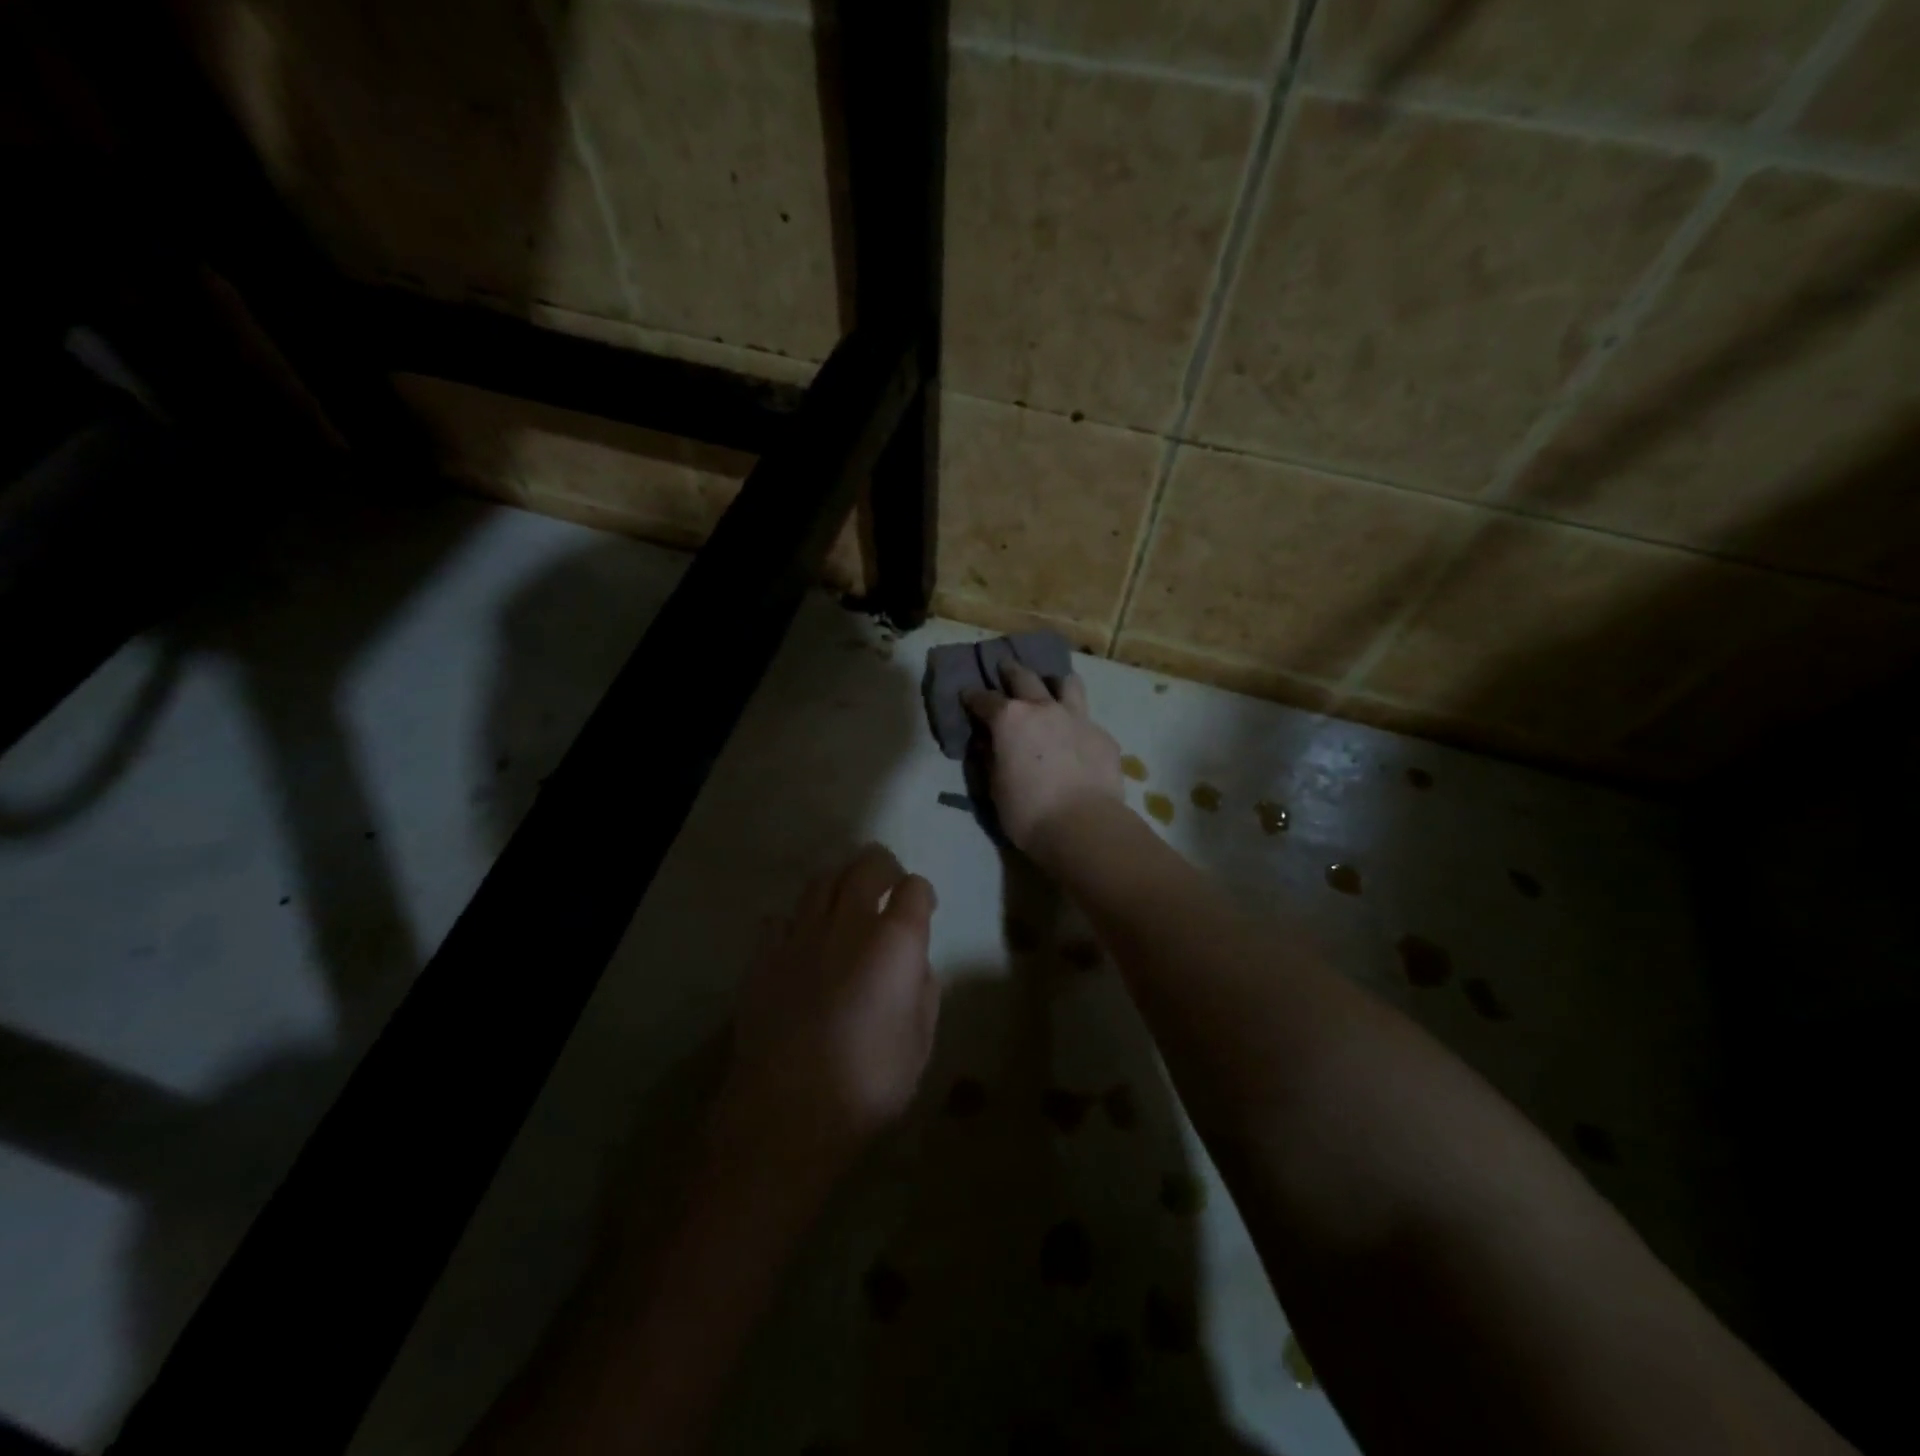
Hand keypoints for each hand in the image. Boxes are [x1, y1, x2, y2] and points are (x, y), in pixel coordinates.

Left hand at [725, 845, 940, 1154]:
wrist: (789, 1111)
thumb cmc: (869, 1082)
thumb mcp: (920, 1042)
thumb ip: (924, 991)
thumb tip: (915, 966)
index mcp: (895, 941)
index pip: (915, 887)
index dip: (923, 895)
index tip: (924, 910)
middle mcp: (849, 923)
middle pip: (867, 865)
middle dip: (884, 867)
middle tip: (889, 886)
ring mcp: (801, 934)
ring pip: (822, 880)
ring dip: (841, 882)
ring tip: (846, 902)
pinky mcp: (764, 955)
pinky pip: (780, 918)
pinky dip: (795, 921)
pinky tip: (801, 941)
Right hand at [962, 662, 1123, 858]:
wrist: (1084, 826)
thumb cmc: (1028, 812)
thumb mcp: (995, 788)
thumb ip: (990, 759)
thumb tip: (987, 744)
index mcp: (1010, 719)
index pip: (984, 699)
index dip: (972, 697)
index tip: (967, 695)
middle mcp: (1043, 708)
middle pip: (1024, 677)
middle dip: (1011, 671)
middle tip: (1005, 667)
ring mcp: (1077, 718)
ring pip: (1067, 683)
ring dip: (1054, 683)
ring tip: (1052, 688)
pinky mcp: (1103, 736)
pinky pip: (1087, 719)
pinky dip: (1077, 723)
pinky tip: (1077, 738)